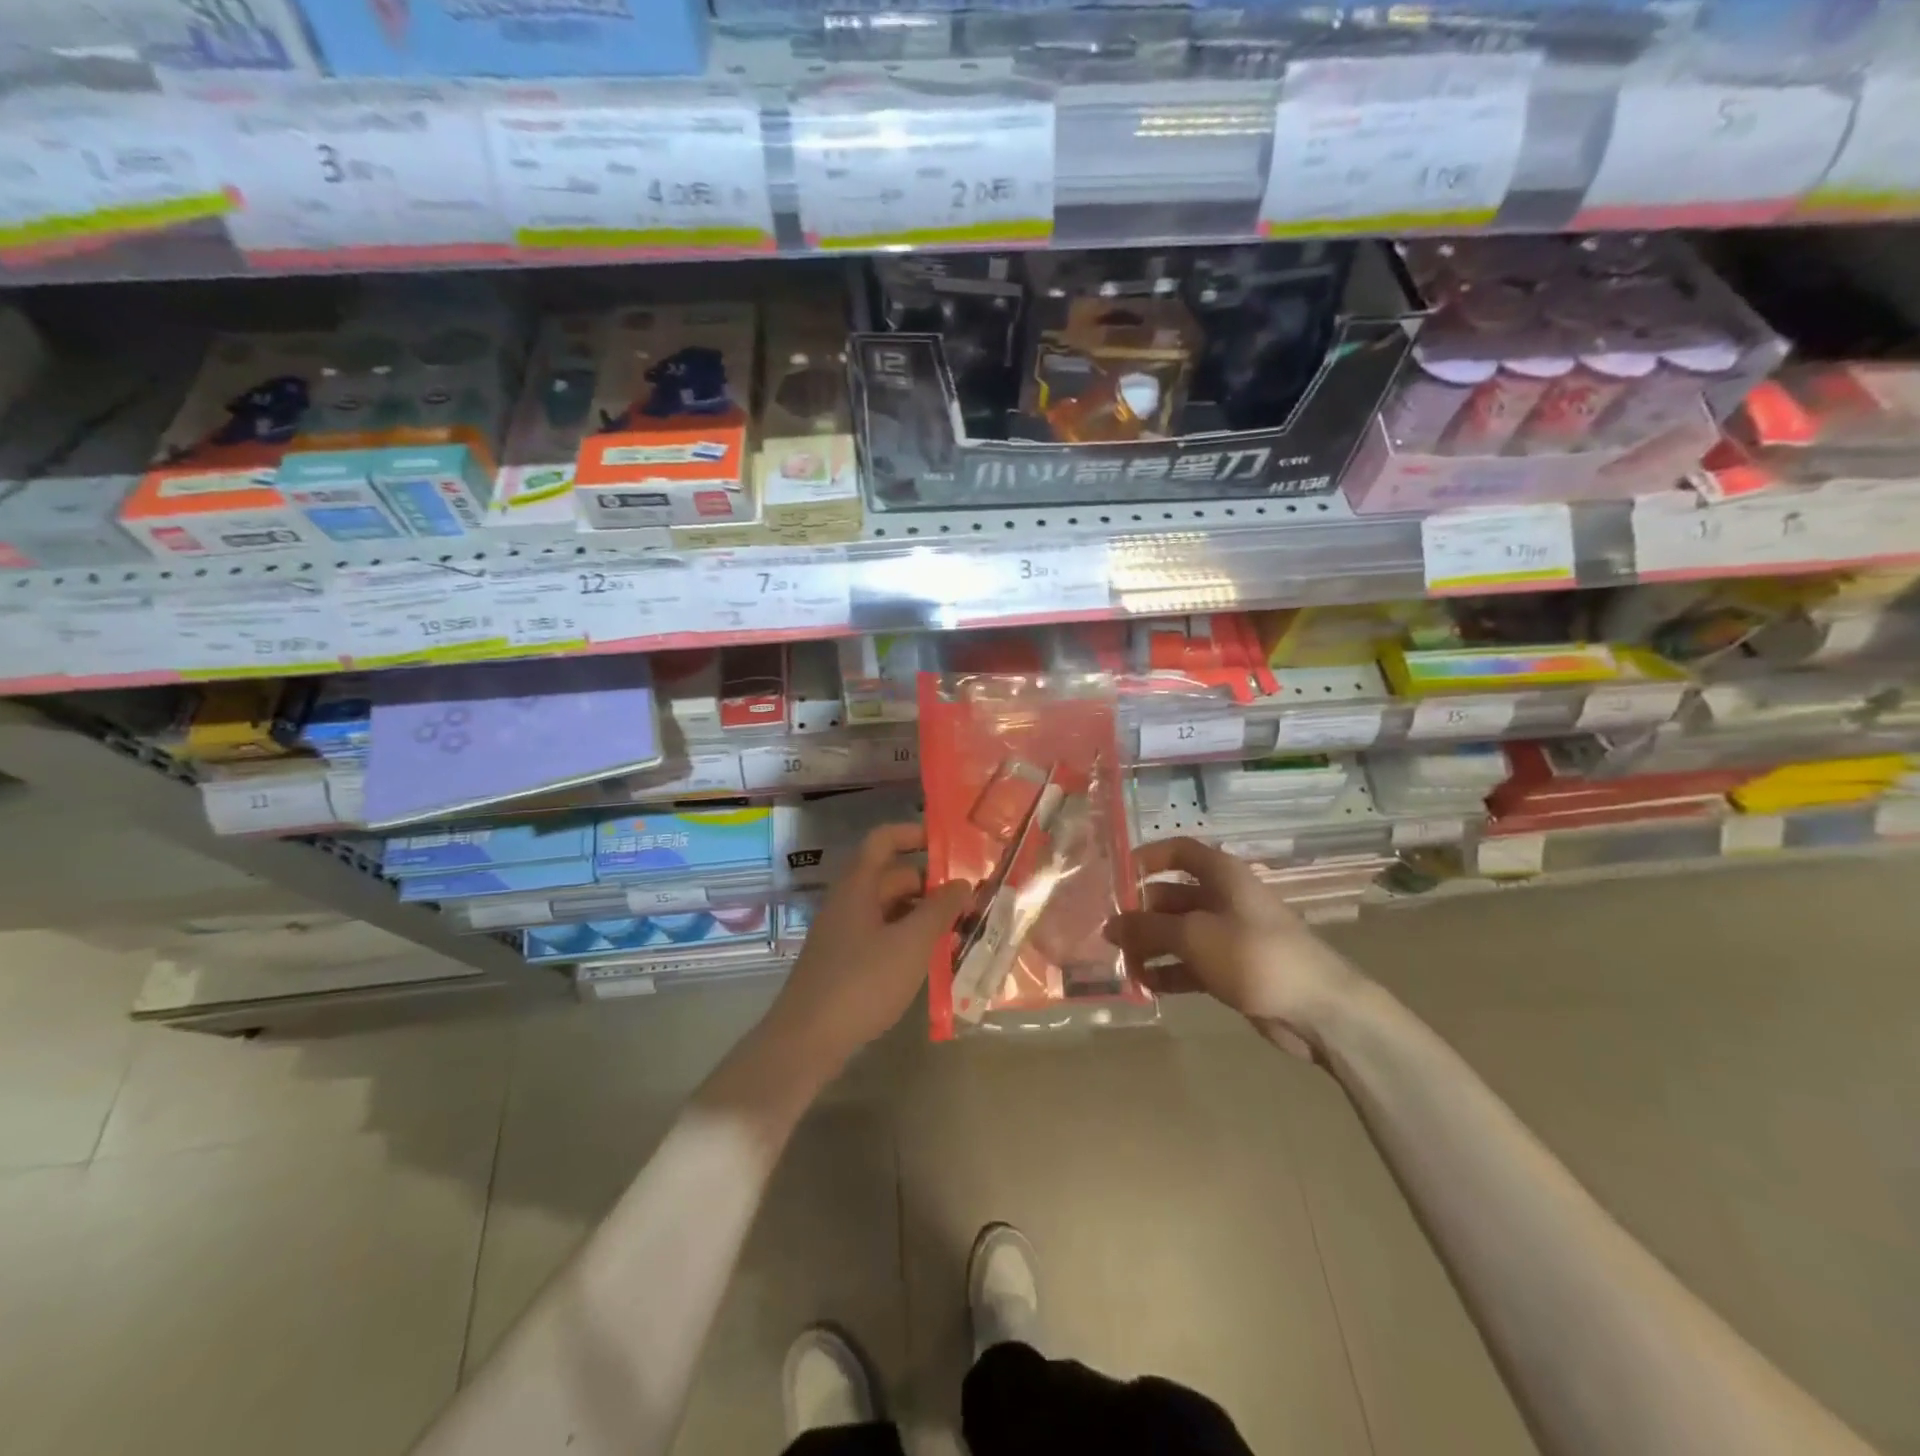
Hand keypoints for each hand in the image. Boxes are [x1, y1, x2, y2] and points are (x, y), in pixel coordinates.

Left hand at [769, 823, 971, 1073]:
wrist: (807, 1040)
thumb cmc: (861, 982)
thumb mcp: (910, 943)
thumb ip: (940, 910)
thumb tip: (963, 883)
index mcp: (858, 885)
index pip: (884, 840)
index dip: (914, 834)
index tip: (948, 844)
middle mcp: (848, 902)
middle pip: (892, 877)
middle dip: (930, 885)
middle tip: (970, 900)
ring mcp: (844, 933)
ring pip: (889, 909)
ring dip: (922, 914)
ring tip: (960, 931)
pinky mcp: (845, 962)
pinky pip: (882, 935)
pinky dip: (907, 939)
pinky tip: (931, 960)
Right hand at [1104, 836, 1362, 1058]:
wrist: (1318, 1009)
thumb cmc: (1253, 954)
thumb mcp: (1193, 936)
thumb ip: (1147, 928)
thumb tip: (1109, 925)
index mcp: (1221, 875)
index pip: (1178, 852)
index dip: (1146, 858)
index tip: (1114, 876)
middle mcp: (1223, 898)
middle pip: (1171, 895)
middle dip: (1140, 913)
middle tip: (1106, 933)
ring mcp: (1228, 935)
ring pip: (1178, 932)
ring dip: (1150, 946)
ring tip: (1120, 963)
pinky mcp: (1232, 968)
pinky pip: (1190, 963)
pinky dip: (1169, 971)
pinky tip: (1145, 985)